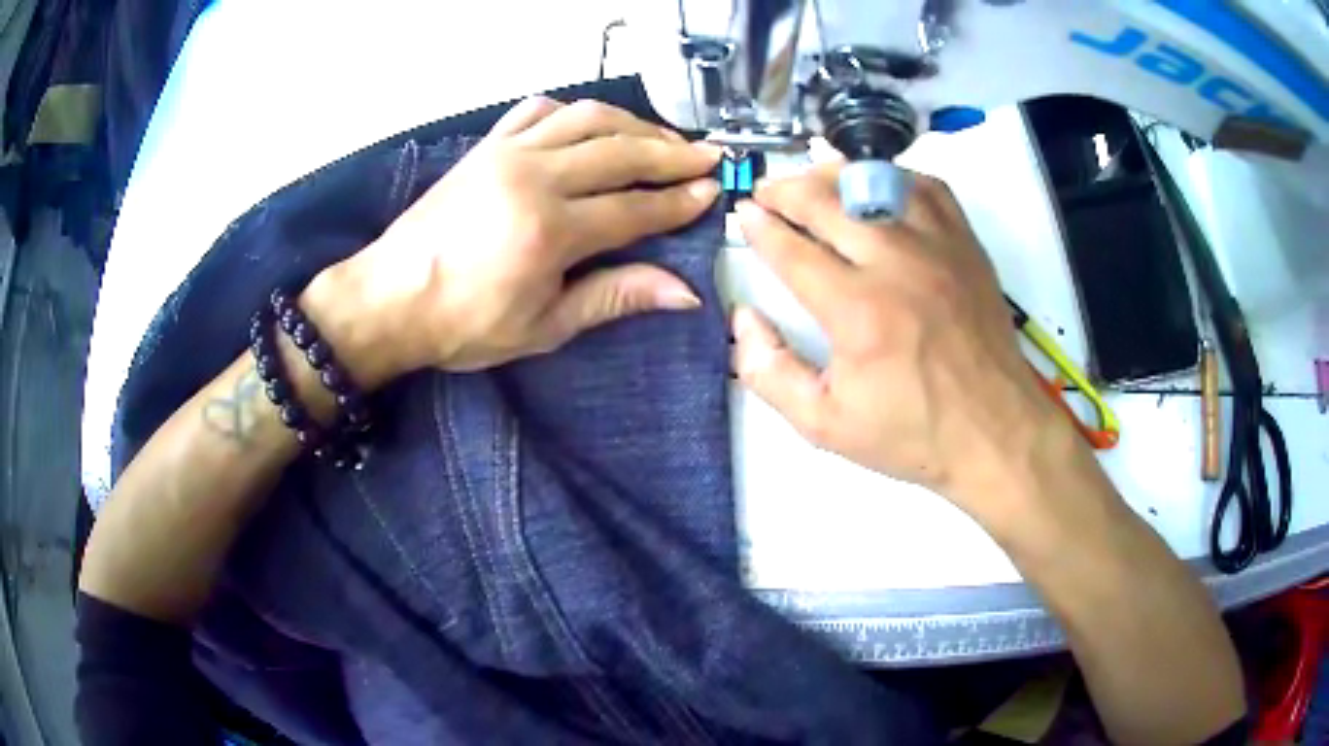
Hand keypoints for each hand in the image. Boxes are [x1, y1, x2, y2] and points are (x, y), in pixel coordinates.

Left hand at [318, 96, 721, 380]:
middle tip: (708, 156)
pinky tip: (593, 124)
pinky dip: (574, 111)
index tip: (713, 190)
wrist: (390, 298)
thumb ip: (615, 297)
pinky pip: (539, 111)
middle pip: (621, 152)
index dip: (680, 200)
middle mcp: (535, 178)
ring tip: (664, 138)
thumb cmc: (464, 324)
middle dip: (673, 153)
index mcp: (552, 231)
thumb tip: (684, 292)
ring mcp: (508, 153)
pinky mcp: (486, 146)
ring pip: (588, 119)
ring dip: (634, 124)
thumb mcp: (544, 328)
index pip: (636, 206)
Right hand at [731, 164, 1068, 519]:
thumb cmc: (912, 433)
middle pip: (827, 202)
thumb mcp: (824, 425)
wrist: (994, 432)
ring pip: (875, 182)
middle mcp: (896, 264)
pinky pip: (927, 188)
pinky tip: (878, 189)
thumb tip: (743, 318)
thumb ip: (769, 373)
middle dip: (785, 190)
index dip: (760, 227)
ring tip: (813, 182)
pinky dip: (894, 178)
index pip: (793, 250)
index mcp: (857, 312)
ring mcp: (937, 247)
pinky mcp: (966, 245)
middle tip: (767, 193)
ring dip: (834, 176)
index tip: (744, 214)